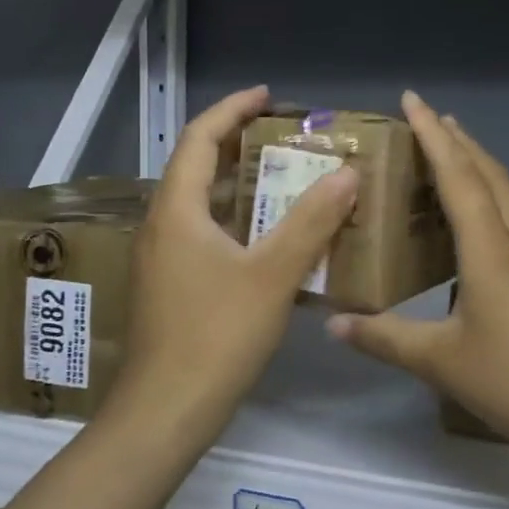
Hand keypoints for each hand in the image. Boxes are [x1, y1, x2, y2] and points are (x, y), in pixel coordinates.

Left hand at [111, 86, 358, 432]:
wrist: (165, 412)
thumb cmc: (216, 337)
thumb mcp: (271, 275)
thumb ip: (310, 222)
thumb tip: (346, 174)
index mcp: (178, 209)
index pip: (200, 137)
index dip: (233, 109)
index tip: (269, 96)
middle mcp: (162, 224)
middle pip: (198, 166)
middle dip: (241, 145)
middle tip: (288, 139)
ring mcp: (162, 257)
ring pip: (203, 204)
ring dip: (242, 186)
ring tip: (288, 180)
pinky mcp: (170, 285)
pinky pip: (205, 235)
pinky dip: (238, 222)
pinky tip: (271, 240)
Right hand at [327, 91, 508, 462]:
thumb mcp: (443, 362)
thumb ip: (385, 339)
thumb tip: (334, 323)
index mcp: (490, 249)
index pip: (457, 175)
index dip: (433, 134)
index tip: (412, 98)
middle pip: (489, 174)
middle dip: (459, 140)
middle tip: (431, 118)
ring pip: (508, 195)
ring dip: (479, 167)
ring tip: (453, 156)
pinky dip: (491, 201)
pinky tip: (481, 225)